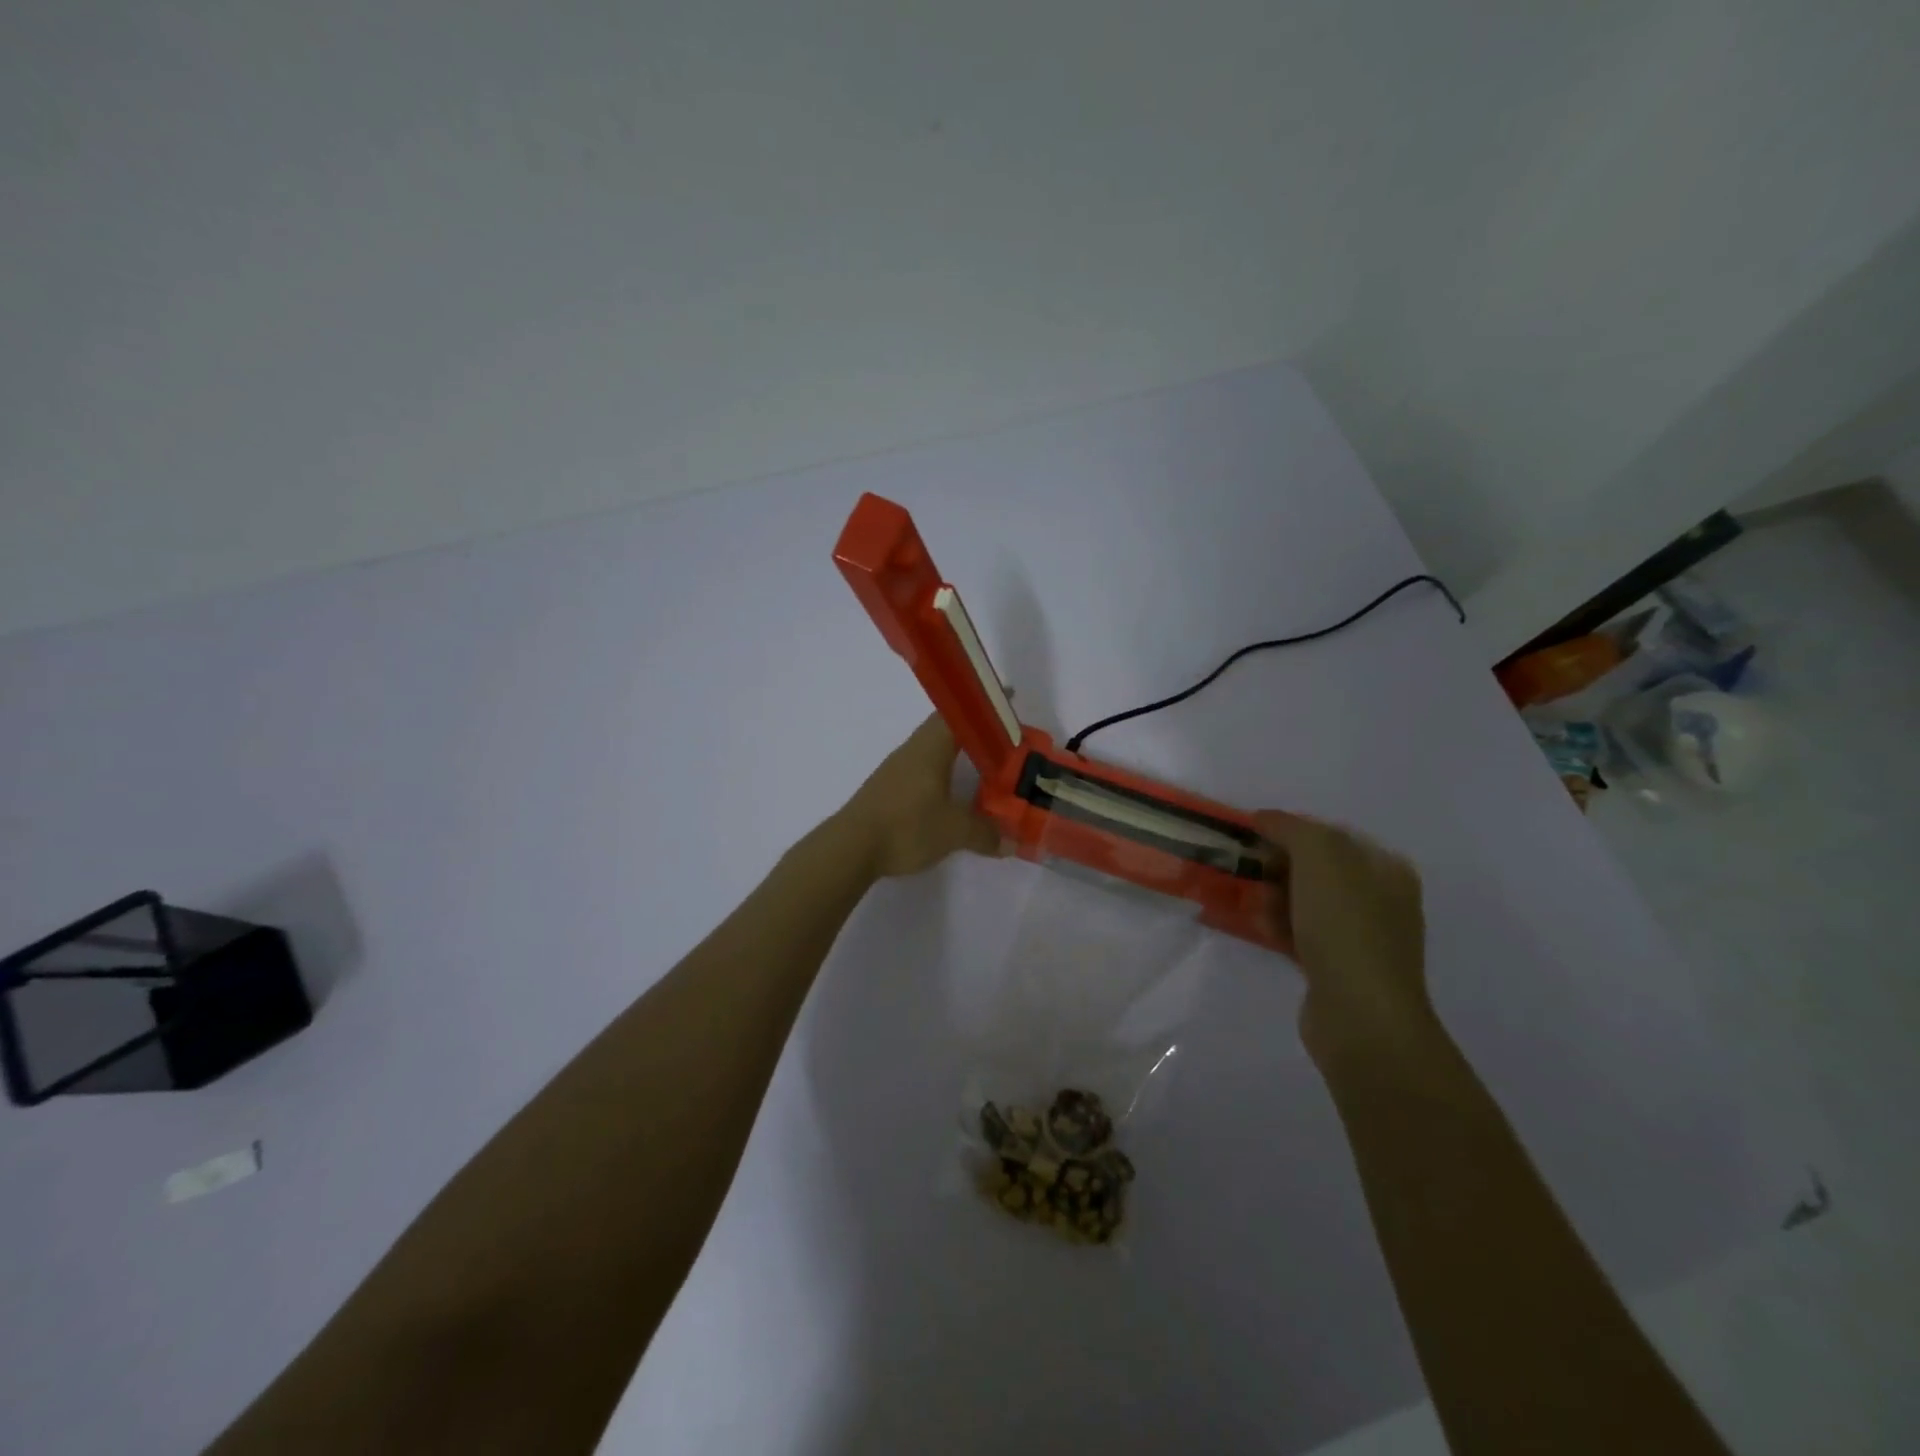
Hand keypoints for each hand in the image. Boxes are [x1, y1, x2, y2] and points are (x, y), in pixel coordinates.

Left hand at [838, 715, 1004, 878]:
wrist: (851, 849)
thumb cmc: (906, 826)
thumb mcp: (954, 831)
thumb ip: (985, 832)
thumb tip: (1011, 841)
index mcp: (930, 747)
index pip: (958, 713)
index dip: (981, 705)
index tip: (1006, 697)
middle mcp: (912, 751)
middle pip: (945, 729)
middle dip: (974, 729)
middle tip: (1003, 737)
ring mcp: (896, 770)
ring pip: (933, 751)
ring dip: (957, 753)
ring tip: (983, 765)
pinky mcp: (888, 791)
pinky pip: (922, 771)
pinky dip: (942, 774)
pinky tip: (952, 793)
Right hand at [1254, 811, 1433, 1064]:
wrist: (1360, 1016)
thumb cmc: (1345, 927)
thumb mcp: (1321, 858)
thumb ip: (1292, 828)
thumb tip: (1264, 818)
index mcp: (1385, 868)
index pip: (1330, 834)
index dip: (1289, 831)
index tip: (1251, 838)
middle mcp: (1378, 898)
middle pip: (1314, 868)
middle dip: (1276, 866)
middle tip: (1246, 871)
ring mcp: (1359, 936)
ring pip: (1303, 901)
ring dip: (1272, 897)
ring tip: (1250, 904)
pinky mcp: (1336, 967)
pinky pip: (1298, 933)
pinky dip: (1276, 926)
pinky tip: (1256, 928)